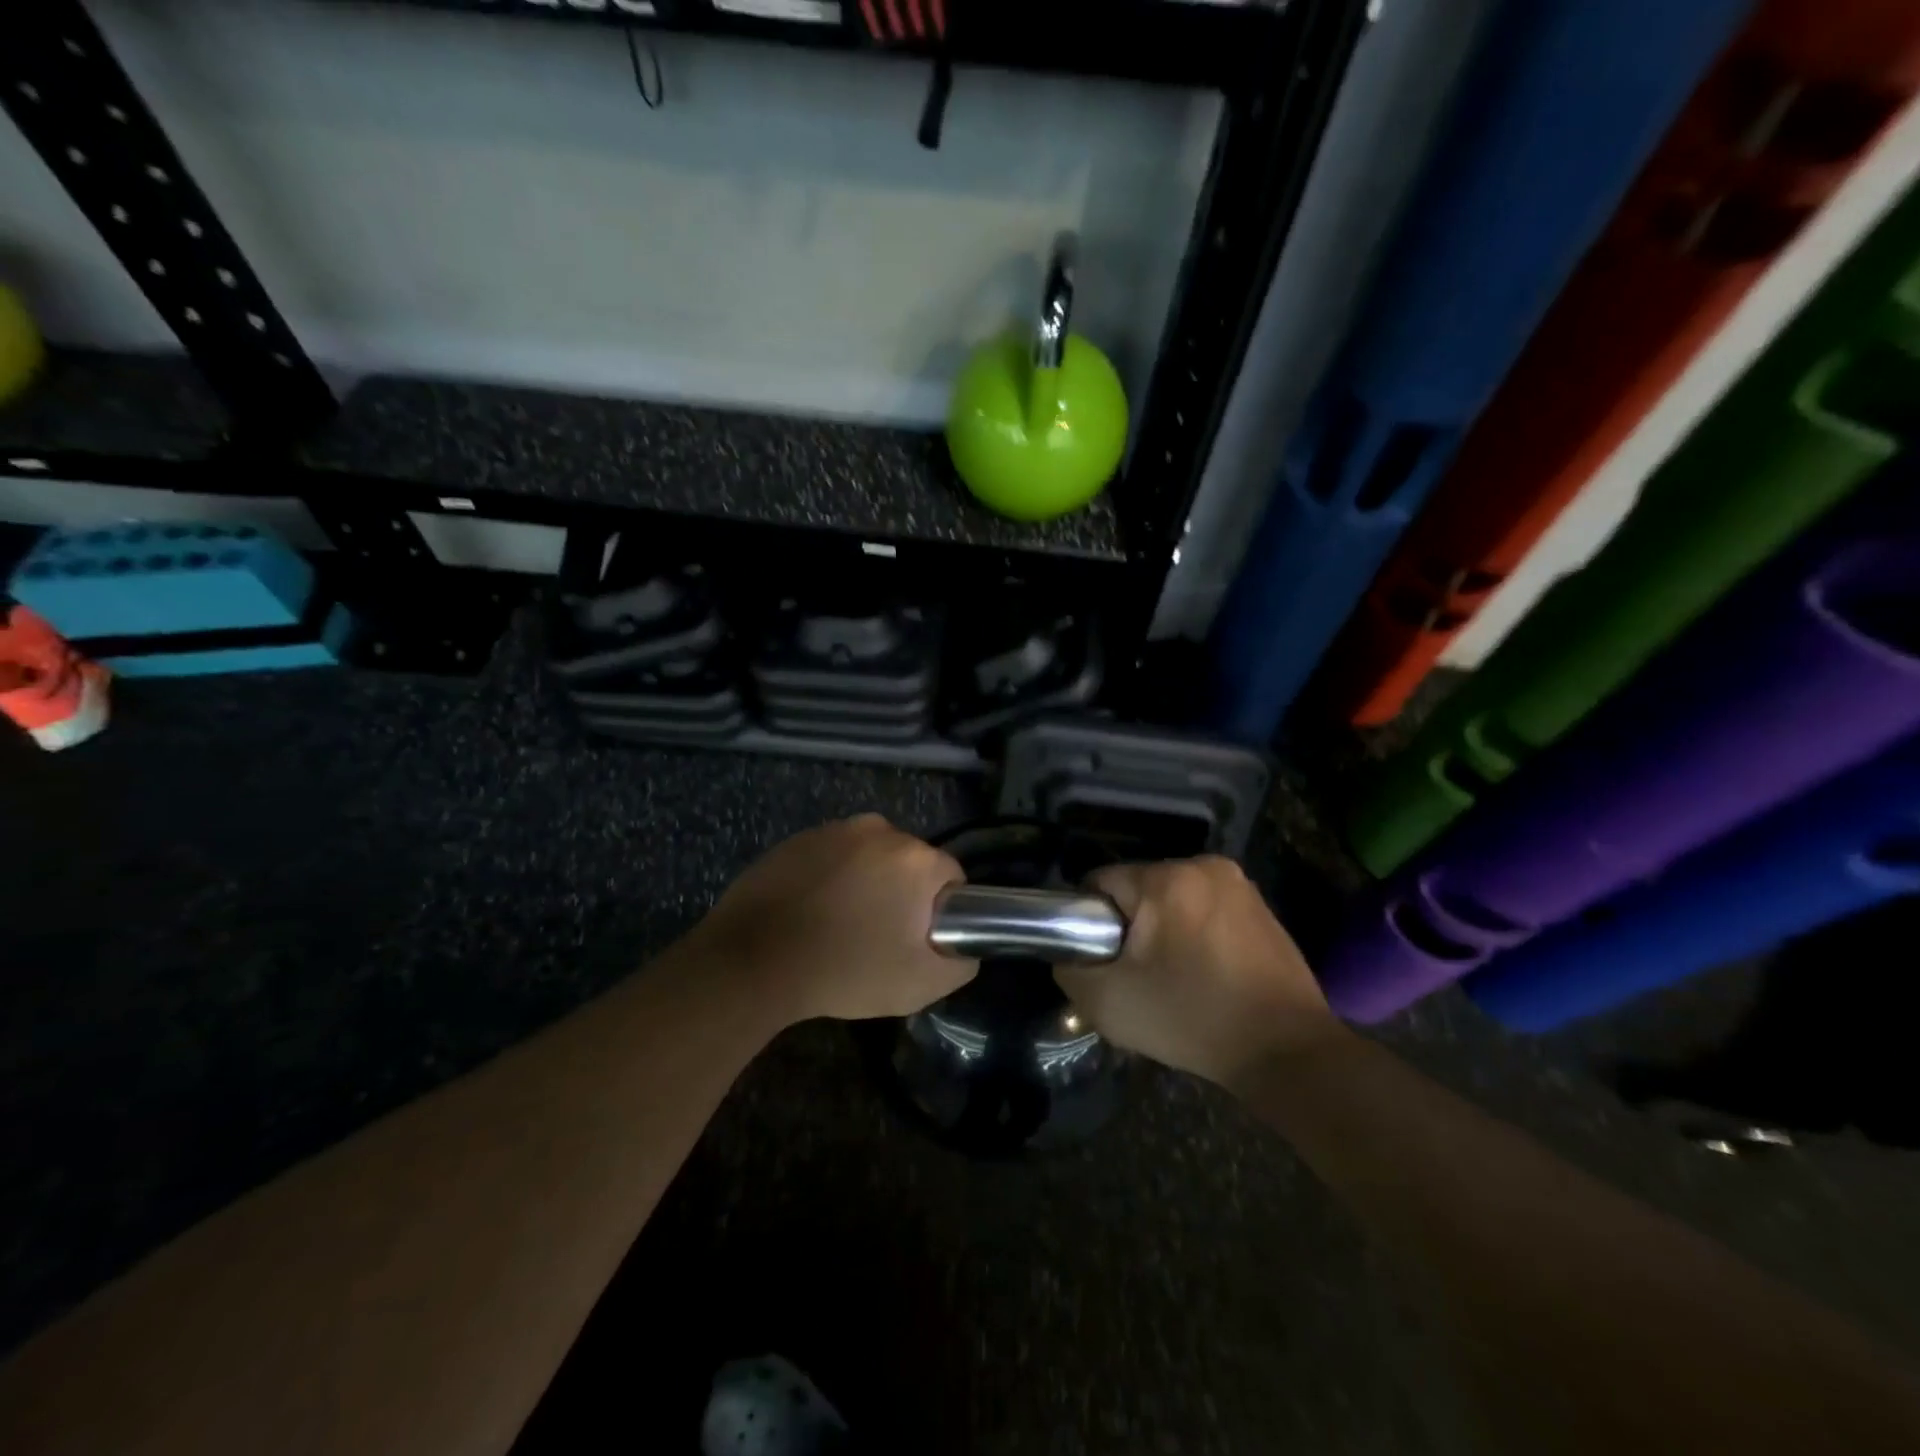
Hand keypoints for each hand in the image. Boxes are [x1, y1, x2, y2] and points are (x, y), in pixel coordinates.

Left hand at [687, 815, 976, 1024]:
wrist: (754, 960)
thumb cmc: (846, 970)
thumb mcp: (921, 984)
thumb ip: (961, 962)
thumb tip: (965, 946)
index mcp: (915, 858)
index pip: (950, 878)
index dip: (939, 912)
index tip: (916, 940)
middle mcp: (880, 830)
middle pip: (909, 863)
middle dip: (902, 894)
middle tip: (879, 937)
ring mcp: (834, 830)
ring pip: (869, 858)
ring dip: (866, 883)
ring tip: (840, 926)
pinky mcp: (797, 838)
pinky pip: (831, 857)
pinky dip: (830, 878)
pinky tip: (810, 913)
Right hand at [1055, 857, 1343, 1086]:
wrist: (1287, 1052)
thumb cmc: (1192, 1019)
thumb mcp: (1108, 1003)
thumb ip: (1069, 969)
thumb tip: (1068, 954)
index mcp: (1166, 879)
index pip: (1101, 883)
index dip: (1090, 923)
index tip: (1103, 961)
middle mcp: (1204, 866)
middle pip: (1138, 889)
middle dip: (1130, 926)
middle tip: (1137, 976)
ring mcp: (1239, 885)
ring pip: (1173, 899)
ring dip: (1164, 930)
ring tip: (1172, 979)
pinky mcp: (1262, 907)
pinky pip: (1205, 910)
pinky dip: (1196, 934)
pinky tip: (1205, 974)